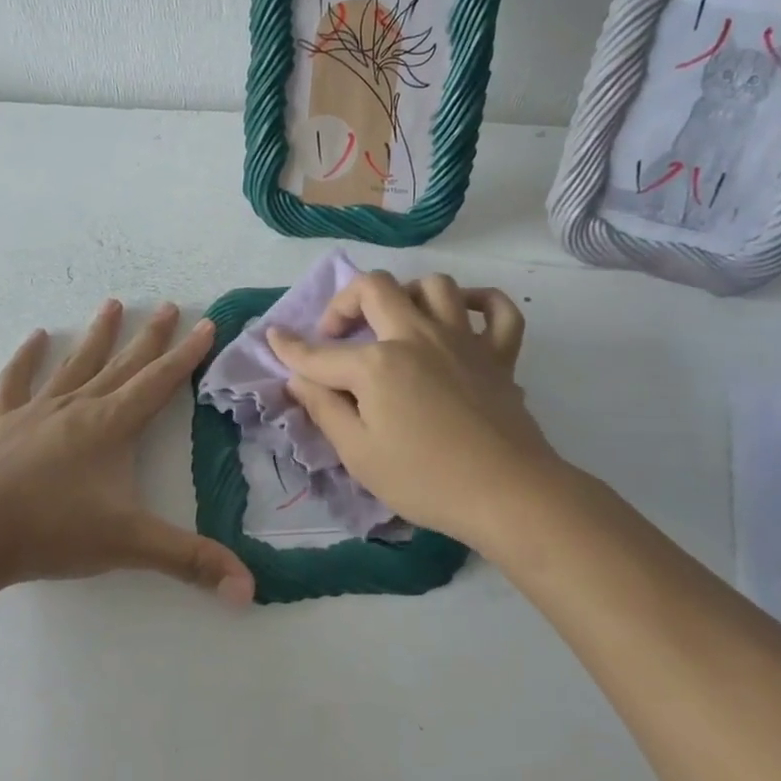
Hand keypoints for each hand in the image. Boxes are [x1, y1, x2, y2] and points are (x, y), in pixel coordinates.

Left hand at [0, 299, 254, 603]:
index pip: (159, 382)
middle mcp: (79, 407)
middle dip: (149, 336)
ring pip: (75, 364)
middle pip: (123, 364)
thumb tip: (249, 589)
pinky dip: (26, 359)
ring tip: (112, 304)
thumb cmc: (54, 532)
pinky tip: (35, 337)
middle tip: (168, 305)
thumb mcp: (130, 545)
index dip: (186, 354)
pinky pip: (16, 382)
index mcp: (112, 425)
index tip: (206, 323)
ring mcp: (38, 412)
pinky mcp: (3, 425)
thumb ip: (191, 562)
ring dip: (97, 335)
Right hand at [266, 271, 561, 550]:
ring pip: (435, 285)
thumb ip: (324, 409)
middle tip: (337, 334)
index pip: (321, 353)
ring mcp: (462, 340)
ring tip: (396, 322)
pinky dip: (480, 302)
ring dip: (407, 295)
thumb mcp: (358, 454)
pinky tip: (462, 314)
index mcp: (377, 364)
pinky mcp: (499, 354)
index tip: (273, 337)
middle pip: (375, 288)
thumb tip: (298, 379)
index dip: (290, 347)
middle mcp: (416, 336)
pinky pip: (497, 310)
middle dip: (344, 302)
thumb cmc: (424, 480)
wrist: (507, 494)